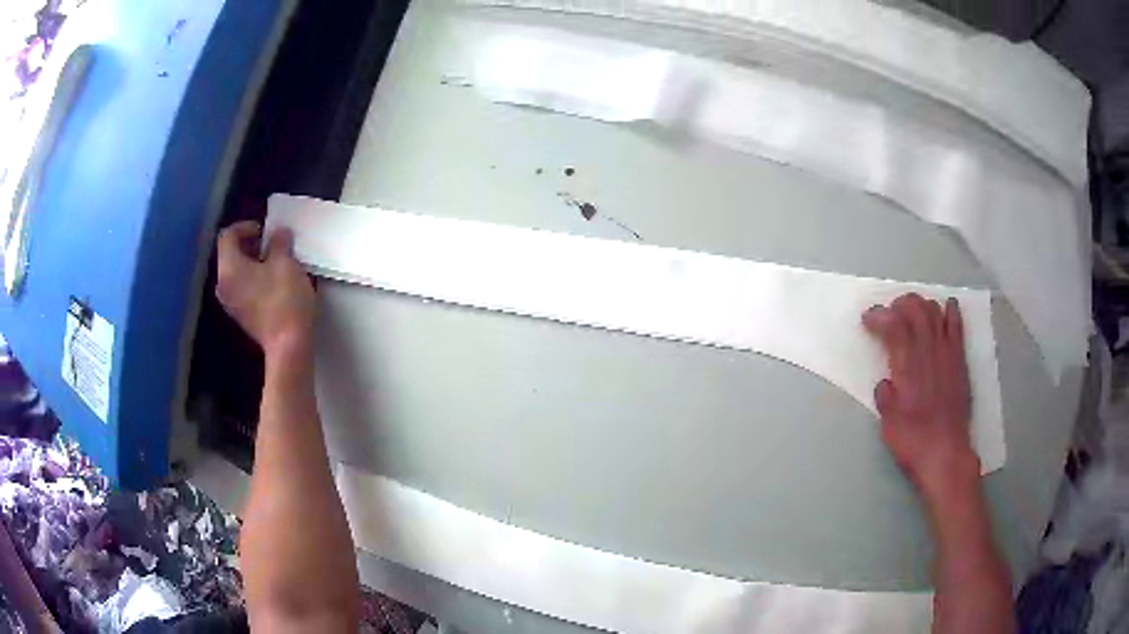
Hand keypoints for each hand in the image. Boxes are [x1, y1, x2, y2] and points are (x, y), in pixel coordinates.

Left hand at [216, 221, 314, 358]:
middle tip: (272, 244)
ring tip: (274, 263)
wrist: (289, 346)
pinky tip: (272, 283)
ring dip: (252, 262)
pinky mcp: (241, 315)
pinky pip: (241, 287)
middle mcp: (223, 285)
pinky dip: (253, 278)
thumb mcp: (286, 263)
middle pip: (229, 254)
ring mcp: (230, 303)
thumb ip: (279, 243)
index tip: (265, 231)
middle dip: (249, 245)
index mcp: (229, 268)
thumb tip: (278, 234)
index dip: (245, 226)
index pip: (227, 236)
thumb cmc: (284, 300)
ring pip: (236, 272)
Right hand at [863, 294, 979, 503]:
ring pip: (935, 312)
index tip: (867, 319)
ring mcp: (947, 353)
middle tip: (889, 312)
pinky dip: (951, 312)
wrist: (945, 454)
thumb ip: (884, 395)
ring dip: (921, 304)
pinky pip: (957, 327)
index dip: (878, 315)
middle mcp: (928, 352)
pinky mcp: (959, 360)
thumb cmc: (912, 441)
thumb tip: (886, 381)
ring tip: (912, 312)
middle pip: (916, 309)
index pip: (893, 325)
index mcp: (907, 366)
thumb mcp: (887, 421)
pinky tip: (947, 306)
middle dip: (899, 303)